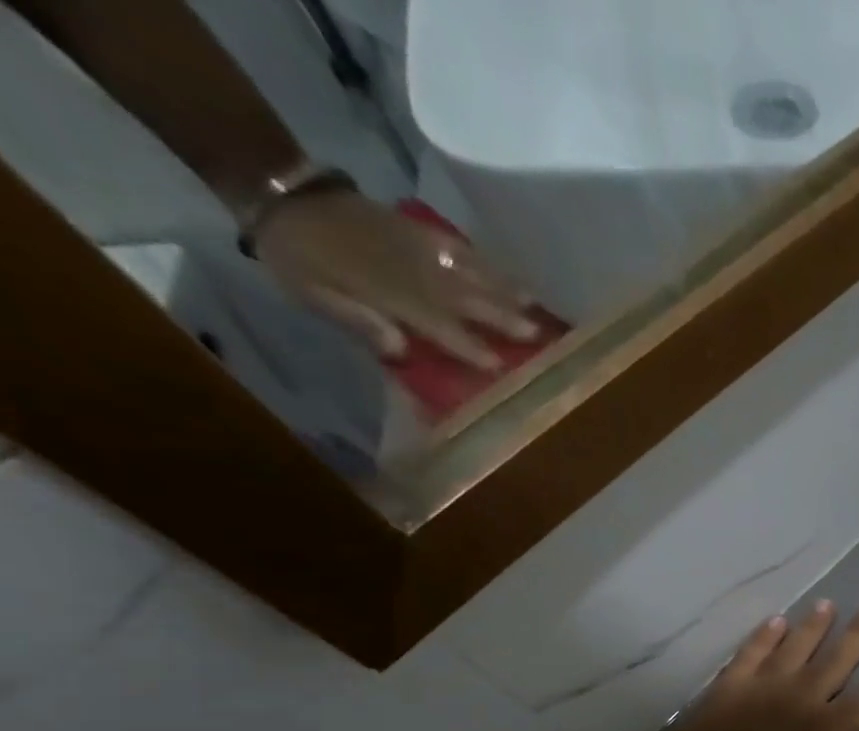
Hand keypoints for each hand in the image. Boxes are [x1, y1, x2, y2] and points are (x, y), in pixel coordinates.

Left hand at [253, 188, 539, 369]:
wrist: (277, 192)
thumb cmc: (296, 258)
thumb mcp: (313, 295)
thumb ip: (357, 319)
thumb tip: (401, 348)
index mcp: (383, 290)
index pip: (436, 323)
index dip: (467, 345)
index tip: (499, 365)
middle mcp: (408, 269)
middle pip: (463, 296)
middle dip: (501, 316)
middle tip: (537, 334)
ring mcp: (415, 245)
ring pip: (468, 271)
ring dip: (504, 289)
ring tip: (535, 304)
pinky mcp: (416, 228)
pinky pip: (458, 247)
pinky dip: (486, 262)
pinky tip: (507, 274)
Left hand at [651, 600, 858, 730]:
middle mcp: (794, 701)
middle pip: (834, 661)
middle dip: (858, 634)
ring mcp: (756, 691)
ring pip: (793, 648)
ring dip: (813, 626)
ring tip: (829, 604)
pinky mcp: (724, 692)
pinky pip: (749, 654)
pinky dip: (764, 636)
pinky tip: (775, 622)